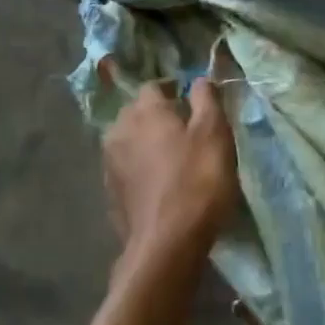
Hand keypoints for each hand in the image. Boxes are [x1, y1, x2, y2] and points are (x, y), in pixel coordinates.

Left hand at [102, 79, 239, 267]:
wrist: (166, 245)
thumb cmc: (197, 181)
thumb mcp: (214, 133)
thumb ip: (206, 100)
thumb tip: (199, 79)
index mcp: (144, 111)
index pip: (154, 86)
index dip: (174, 90)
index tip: (194, 103)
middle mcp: (119, 130)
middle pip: (138, 112)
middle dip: (159, 116)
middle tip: (187, 131)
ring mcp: (110, 163)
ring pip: (130, 141)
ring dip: (148, 144)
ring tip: (174, 159)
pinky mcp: (110, 193)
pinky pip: (127, 169)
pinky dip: (142, 170)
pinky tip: (160, 185)